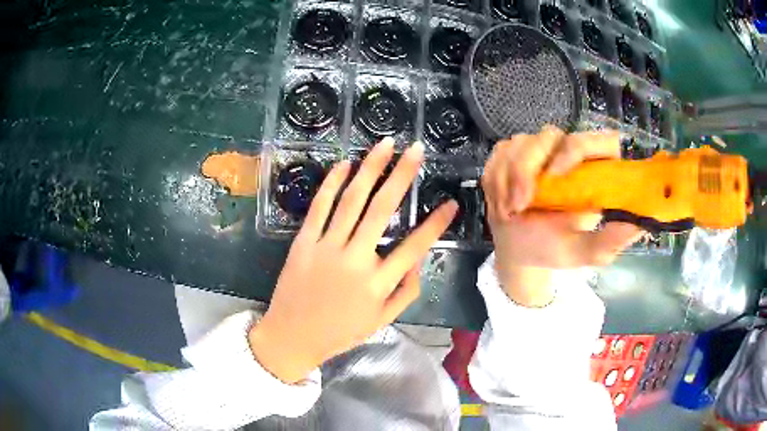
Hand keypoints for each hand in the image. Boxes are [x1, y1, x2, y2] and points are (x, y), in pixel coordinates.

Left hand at [249, 138, 457, 382]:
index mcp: (377, 284)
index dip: (436, 224)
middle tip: (415, 149)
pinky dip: (332, 183)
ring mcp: (326, 247)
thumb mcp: (382, 320)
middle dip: (402, 175)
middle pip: (382, 210)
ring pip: (351, 200)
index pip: (415, 248)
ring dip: (369, 169)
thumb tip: (417, 259)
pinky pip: (319, 207)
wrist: (292, 337)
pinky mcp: (303, 242)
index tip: (451, 203)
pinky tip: (345, 164)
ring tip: (385, 145)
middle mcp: (355, 260)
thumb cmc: (340, 332)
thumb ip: (406, 291)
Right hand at [482, 126, 642, 306]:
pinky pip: (500, 152)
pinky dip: (496, 178)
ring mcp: (539, 151)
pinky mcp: (513, 153)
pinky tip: (501, 202)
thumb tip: (638, 225)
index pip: (601, 141)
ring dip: (508, 177)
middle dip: (528, 168)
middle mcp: (569, 154)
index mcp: (595, 172)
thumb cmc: (553, 249)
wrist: (517, 251)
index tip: (558, 176)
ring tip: (509, 210)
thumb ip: (608, 242)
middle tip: (520, 204)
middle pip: (550, 134)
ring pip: (521, 142)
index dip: (580, 148)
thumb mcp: (583, 253)